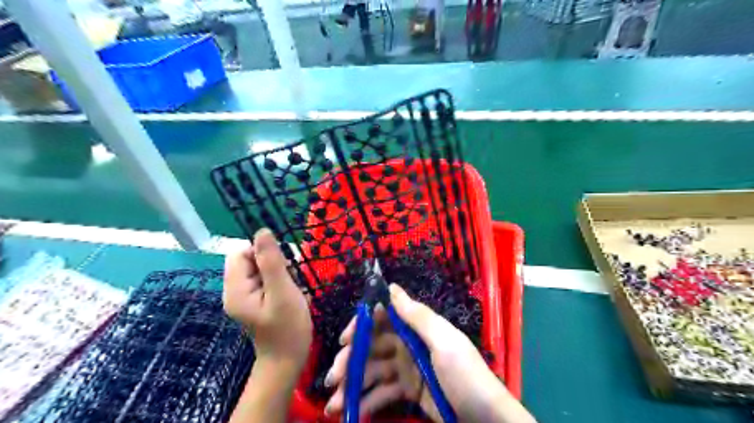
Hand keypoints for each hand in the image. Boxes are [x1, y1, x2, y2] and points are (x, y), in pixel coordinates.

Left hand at [223, 228, 311, 369]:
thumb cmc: (288, 328)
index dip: (262, 252)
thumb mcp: (282, 292)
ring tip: (291, 288)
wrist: (288, 360)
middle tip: (290, 279)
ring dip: (279, 271)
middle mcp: (234, 291)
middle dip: (273, 263)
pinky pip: (265, 279)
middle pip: (249, 260)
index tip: (283, 265)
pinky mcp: (255, 301)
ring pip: (260, 268)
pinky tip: (290, 293)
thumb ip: (271, 261)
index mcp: (236, 289)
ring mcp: (245, 297)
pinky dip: (280, 280)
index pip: (240, 253)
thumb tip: (262, 231)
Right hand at [321, 284, 531, 422]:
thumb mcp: (444, 342)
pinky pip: (382, 393)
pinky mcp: (407, 391)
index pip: (383, 318)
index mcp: (416, 328)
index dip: (362, 325)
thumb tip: (391, 287)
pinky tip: (352, 413)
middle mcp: (407, 344)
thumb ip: (417, 316)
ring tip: (334, 404)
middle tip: (332, 377)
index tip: (345, 339)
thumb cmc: (465, 374)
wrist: (485, 418)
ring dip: (352, 385)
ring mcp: (406, 369)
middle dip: (351, 360)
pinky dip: (366, 402)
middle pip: (372, 346)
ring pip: (372, 371)